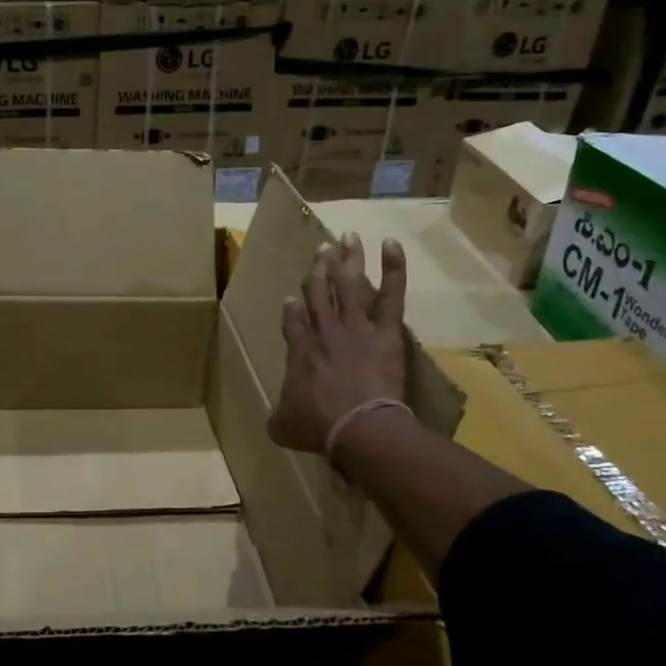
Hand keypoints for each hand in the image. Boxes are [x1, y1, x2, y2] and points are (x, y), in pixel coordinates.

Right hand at [267, 234, 408, 457]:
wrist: (359, 427)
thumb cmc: (319, 426)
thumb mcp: (284, 426)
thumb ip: (278, 418)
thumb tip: (273, 421)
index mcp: (299, 350)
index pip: (293, 319)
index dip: (293, 307)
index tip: (293, 298)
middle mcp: (324, 331)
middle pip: (318, 292)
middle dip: (318, 269)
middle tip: (321, 249)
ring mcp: (354, 327)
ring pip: (348, 285)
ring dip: (347, 259)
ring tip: (347, 237)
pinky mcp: (384, 332)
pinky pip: (390, 296)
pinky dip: (393, 269)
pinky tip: (390, 244)